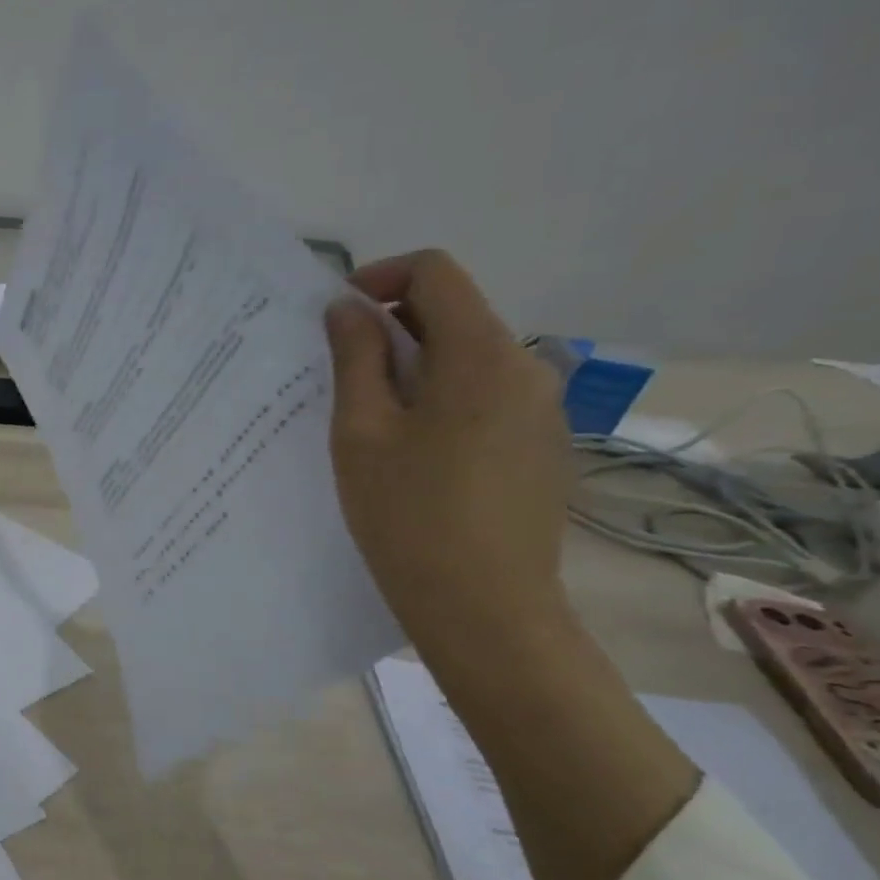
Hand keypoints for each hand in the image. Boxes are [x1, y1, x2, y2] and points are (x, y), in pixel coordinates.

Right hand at [324, 250, 573, 661]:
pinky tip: (415, 453)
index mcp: (481, 355)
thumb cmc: (408, 515)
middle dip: (393, 327)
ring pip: (471, 358)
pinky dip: (444, 399)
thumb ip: (355, 358)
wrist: (485, 607)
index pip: (435, 273)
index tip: (336, 316)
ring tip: (372, 420)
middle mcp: (527, 367)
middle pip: (456, 313)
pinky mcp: (544, 445)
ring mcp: (544, 409)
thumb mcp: (361, 433)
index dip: (380, 277)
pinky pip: (488, 396)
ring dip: (417, 366)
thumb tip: (347, 308)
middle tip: (340, 374)